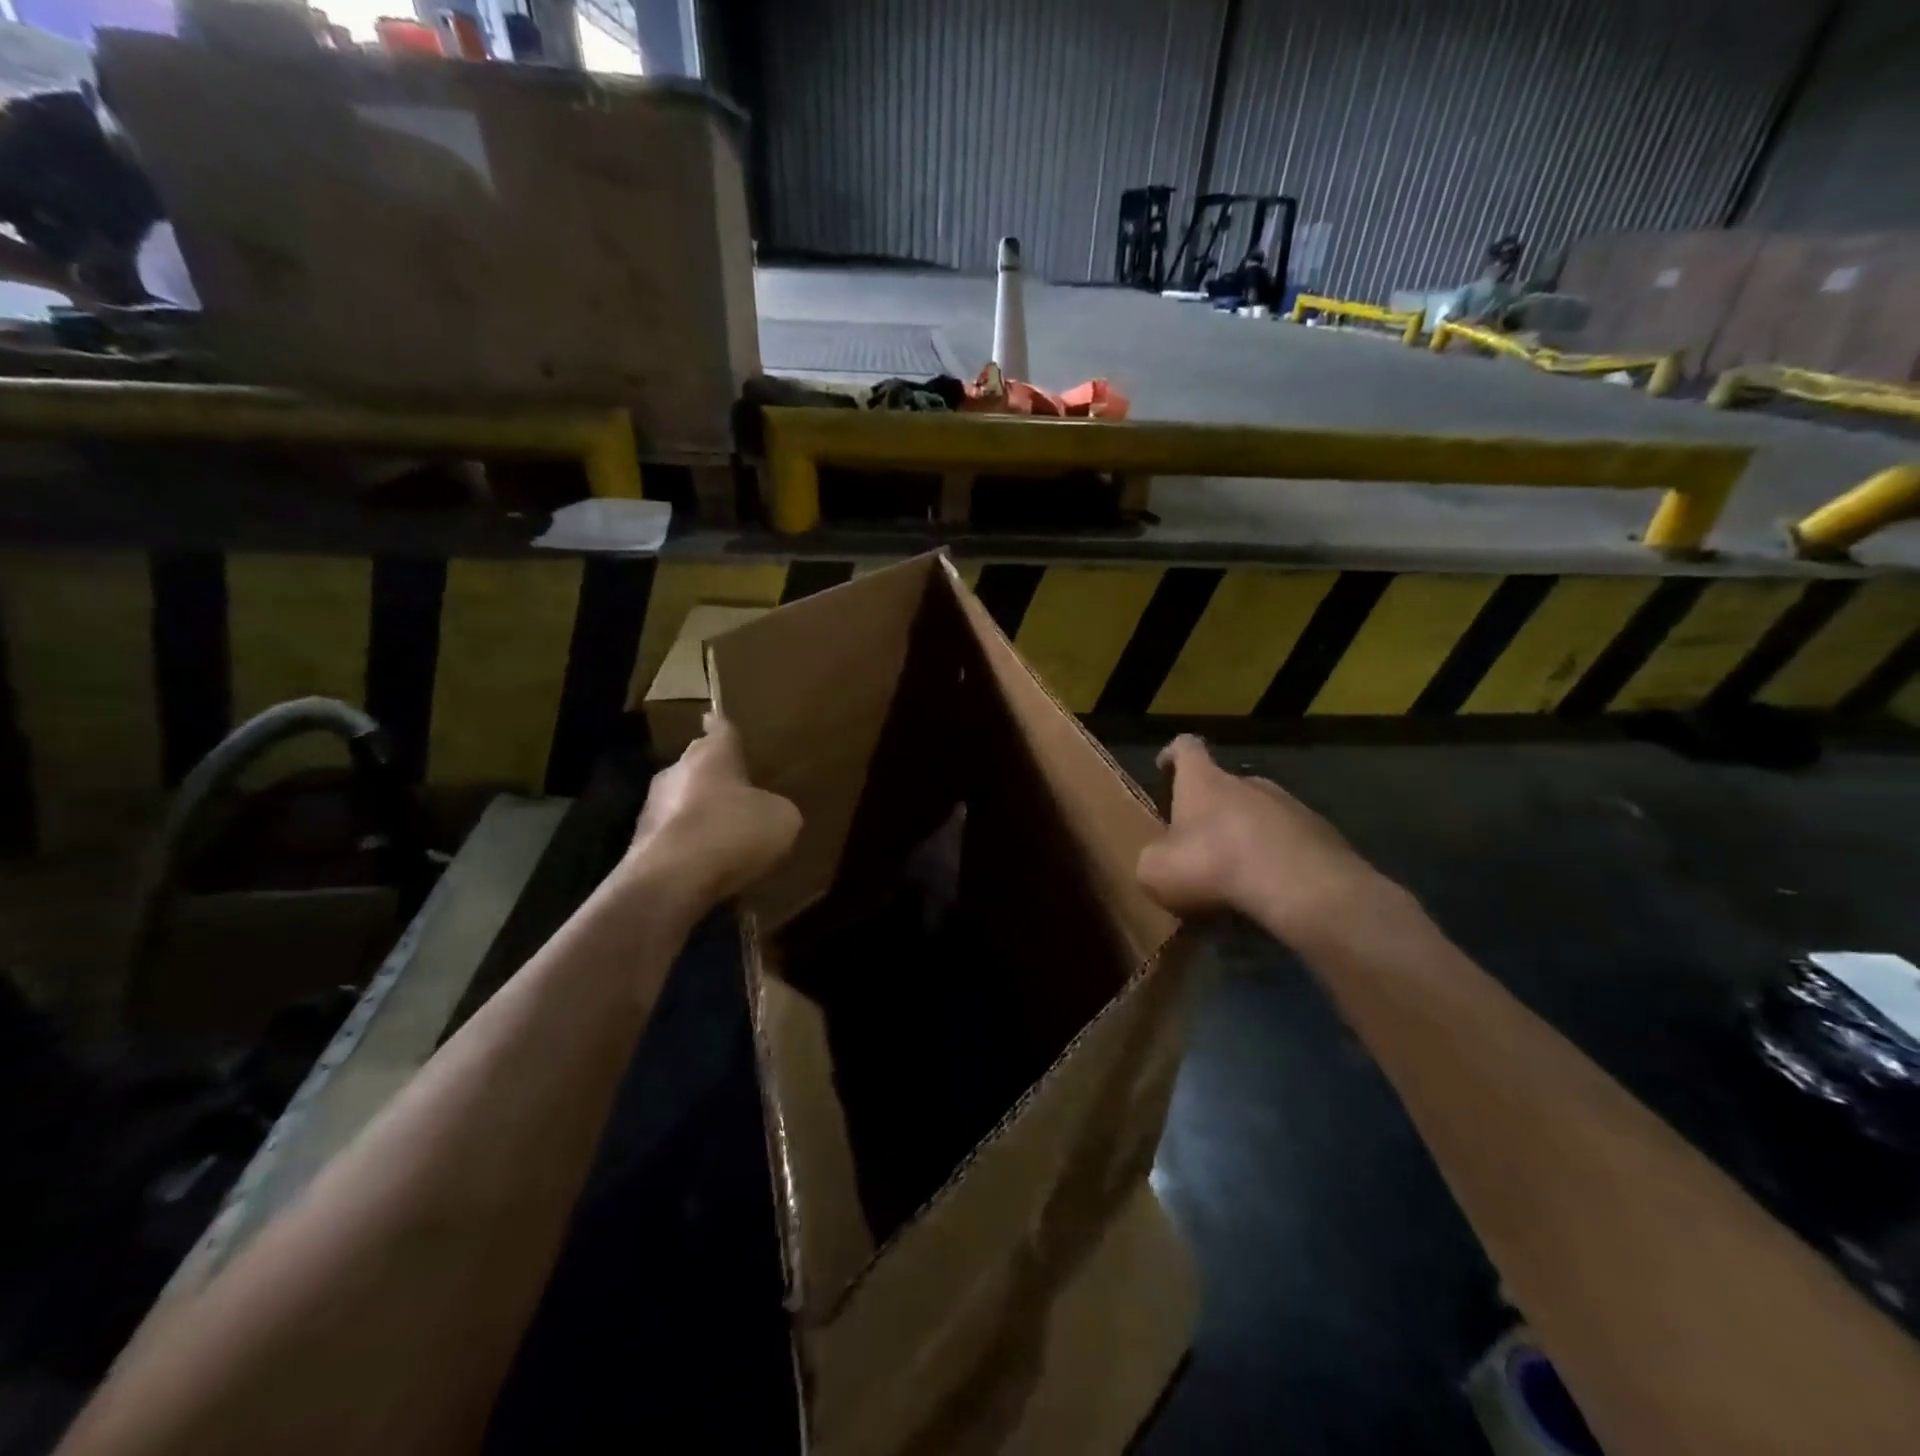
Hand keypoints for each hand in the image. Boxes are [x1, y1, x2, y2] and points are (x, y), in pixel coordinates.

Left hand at [622, 715, 800, 909]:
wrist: (671, 881)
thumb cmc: (732, 832)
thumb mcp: (782, 818)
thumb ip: (778, 807)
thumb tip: (771, 811)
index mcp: (711, 753)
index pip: (721, 728)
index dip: (727, 728)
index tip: (722, 722)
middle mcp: (676, 770)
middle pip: (699, 765)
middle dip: (716, 777)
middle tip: (741, 790)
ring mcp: (652, 807)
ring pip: (682, 801)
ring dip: (700, 813)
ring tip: (726, 834)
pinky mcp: (640, 843)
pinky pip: (674, 837)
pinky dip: (689, 846)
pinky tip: (708, 864)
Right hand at [1137, 736, 1386, 942]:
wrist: (1301, 887)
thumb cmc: (1214, 865)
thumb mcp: (1156, 871)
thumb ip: (1152, 861)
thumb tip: (1158, 863)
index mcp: (1204, 781)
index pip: (1186, 747)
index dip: (1172, 754)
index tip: (1164, 767)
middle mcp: (1248, 782)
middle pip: (1225, 785)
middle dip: (1211, 809)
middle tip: (1199, 844)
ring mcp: (1291, 806)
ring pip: (1260, 815)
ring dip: (1246, 836)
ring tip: (1237, 876)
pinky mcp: (1322, 835)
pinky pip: (1290, 843)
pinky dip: (1277, 860)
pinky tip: (1271, 891)